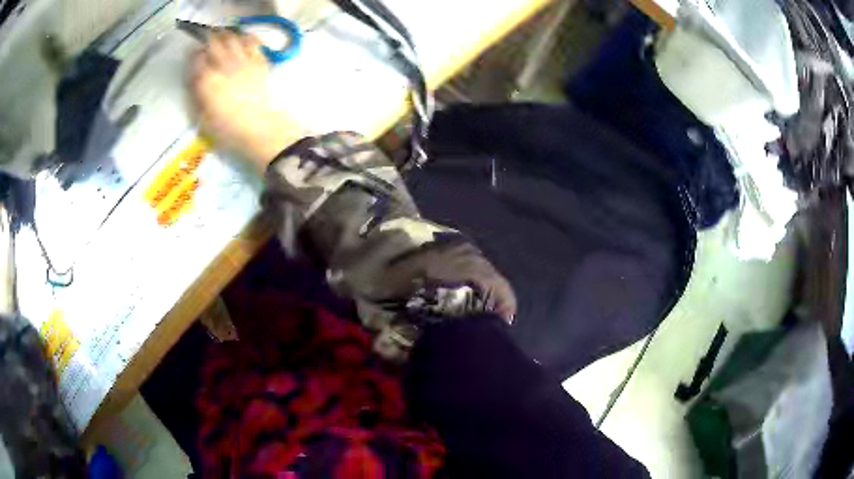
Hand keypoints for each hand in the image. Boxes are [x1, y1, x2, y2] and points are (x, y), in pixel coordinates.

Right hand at [190, 31, 306, 171]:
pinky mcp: (259, 61)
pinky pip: (252, 41)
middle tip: (207, 41)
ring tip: (223, 37)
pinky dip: (246, 37)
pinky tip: (243, 40)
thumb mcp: (203, 117)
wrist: (259, 127)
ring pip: (232, 37)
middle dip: (208, 39)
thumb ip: (197, 95)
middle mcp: (223, 65)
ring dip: (225, 34)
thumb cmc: (227, 129)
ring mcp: (243, 60)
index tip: (194, 55)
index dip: (193, 55)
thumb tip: (195, 79)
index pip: (196, 58)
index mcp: (206, 80)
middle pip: (213, 42)